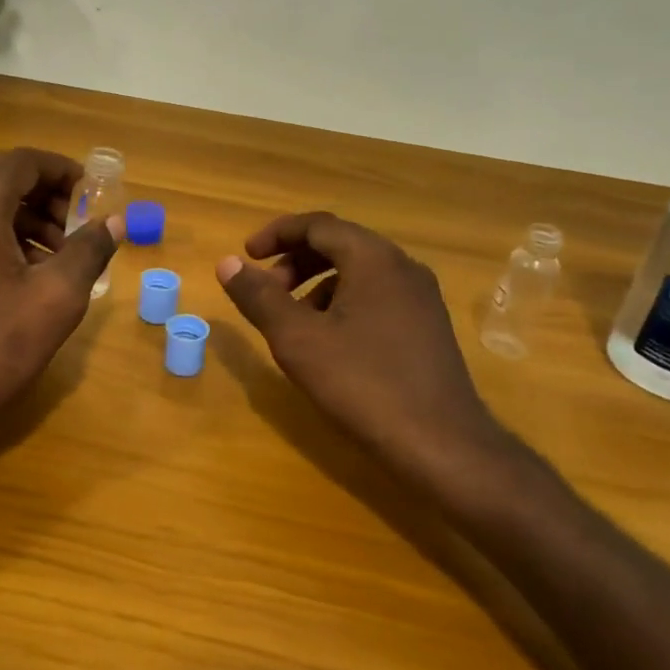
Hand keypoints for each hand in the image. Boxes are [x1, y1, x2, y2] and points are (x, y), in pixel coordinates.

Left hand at [0, 147, 123, 456]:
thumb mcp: (56, 298)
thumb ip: (89, 251)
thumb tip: (113, 222)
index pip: (21, 162)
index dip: (62, 171)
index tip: (93, 194)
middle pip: (0, 178)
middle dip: (46, 194)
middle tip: (80, 226)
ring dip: (25, 216)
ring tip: (60, 253)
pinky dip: (1, 234)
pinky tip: (26, 272)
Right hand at [217, 212, 521, 498]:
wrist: (442, 445)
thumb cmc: (363, 385)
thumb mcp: (297, 340)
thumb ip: (259, 297)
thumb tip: (227, 263)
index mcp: (373, 259)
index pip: (318, 225)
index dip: (277, 234)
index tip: (247, 255)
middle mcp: (402, 267)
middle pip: (340, 244)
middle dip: (295, 261)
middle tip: (266, 290)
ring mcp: (421, 297)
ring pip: (359, 272)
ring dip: (317, 284)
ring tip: (293, 321)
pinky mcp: (428, 326)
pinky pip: (377, 295)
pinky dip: (343, 303)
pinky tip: (330, 342)